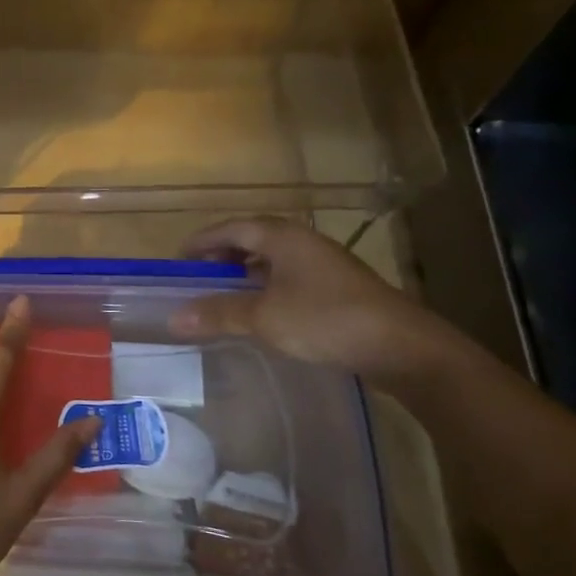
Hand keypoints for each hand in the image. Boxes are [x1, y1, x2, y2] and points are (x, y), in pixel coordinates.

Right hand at [171, 218, 456, 380]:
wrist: (401, 347)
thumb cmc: (326, 320)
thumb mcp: (264, 317)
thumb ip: (218, 314)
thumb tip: (174, 318)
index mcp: (283, 237)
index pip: (232, 228)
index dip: (203, 241)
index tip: (178, 259)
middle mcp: (303, 243)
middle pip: (253, 239)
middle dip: (222, 256)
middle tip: (198, 277)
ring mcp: (324, 266)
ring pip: (273, 261)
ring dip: (245, 274)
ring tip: (223, 295)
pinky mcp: (337, 290)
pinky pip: (289, 279)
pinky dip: (266, 289)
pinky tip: (261, 313)